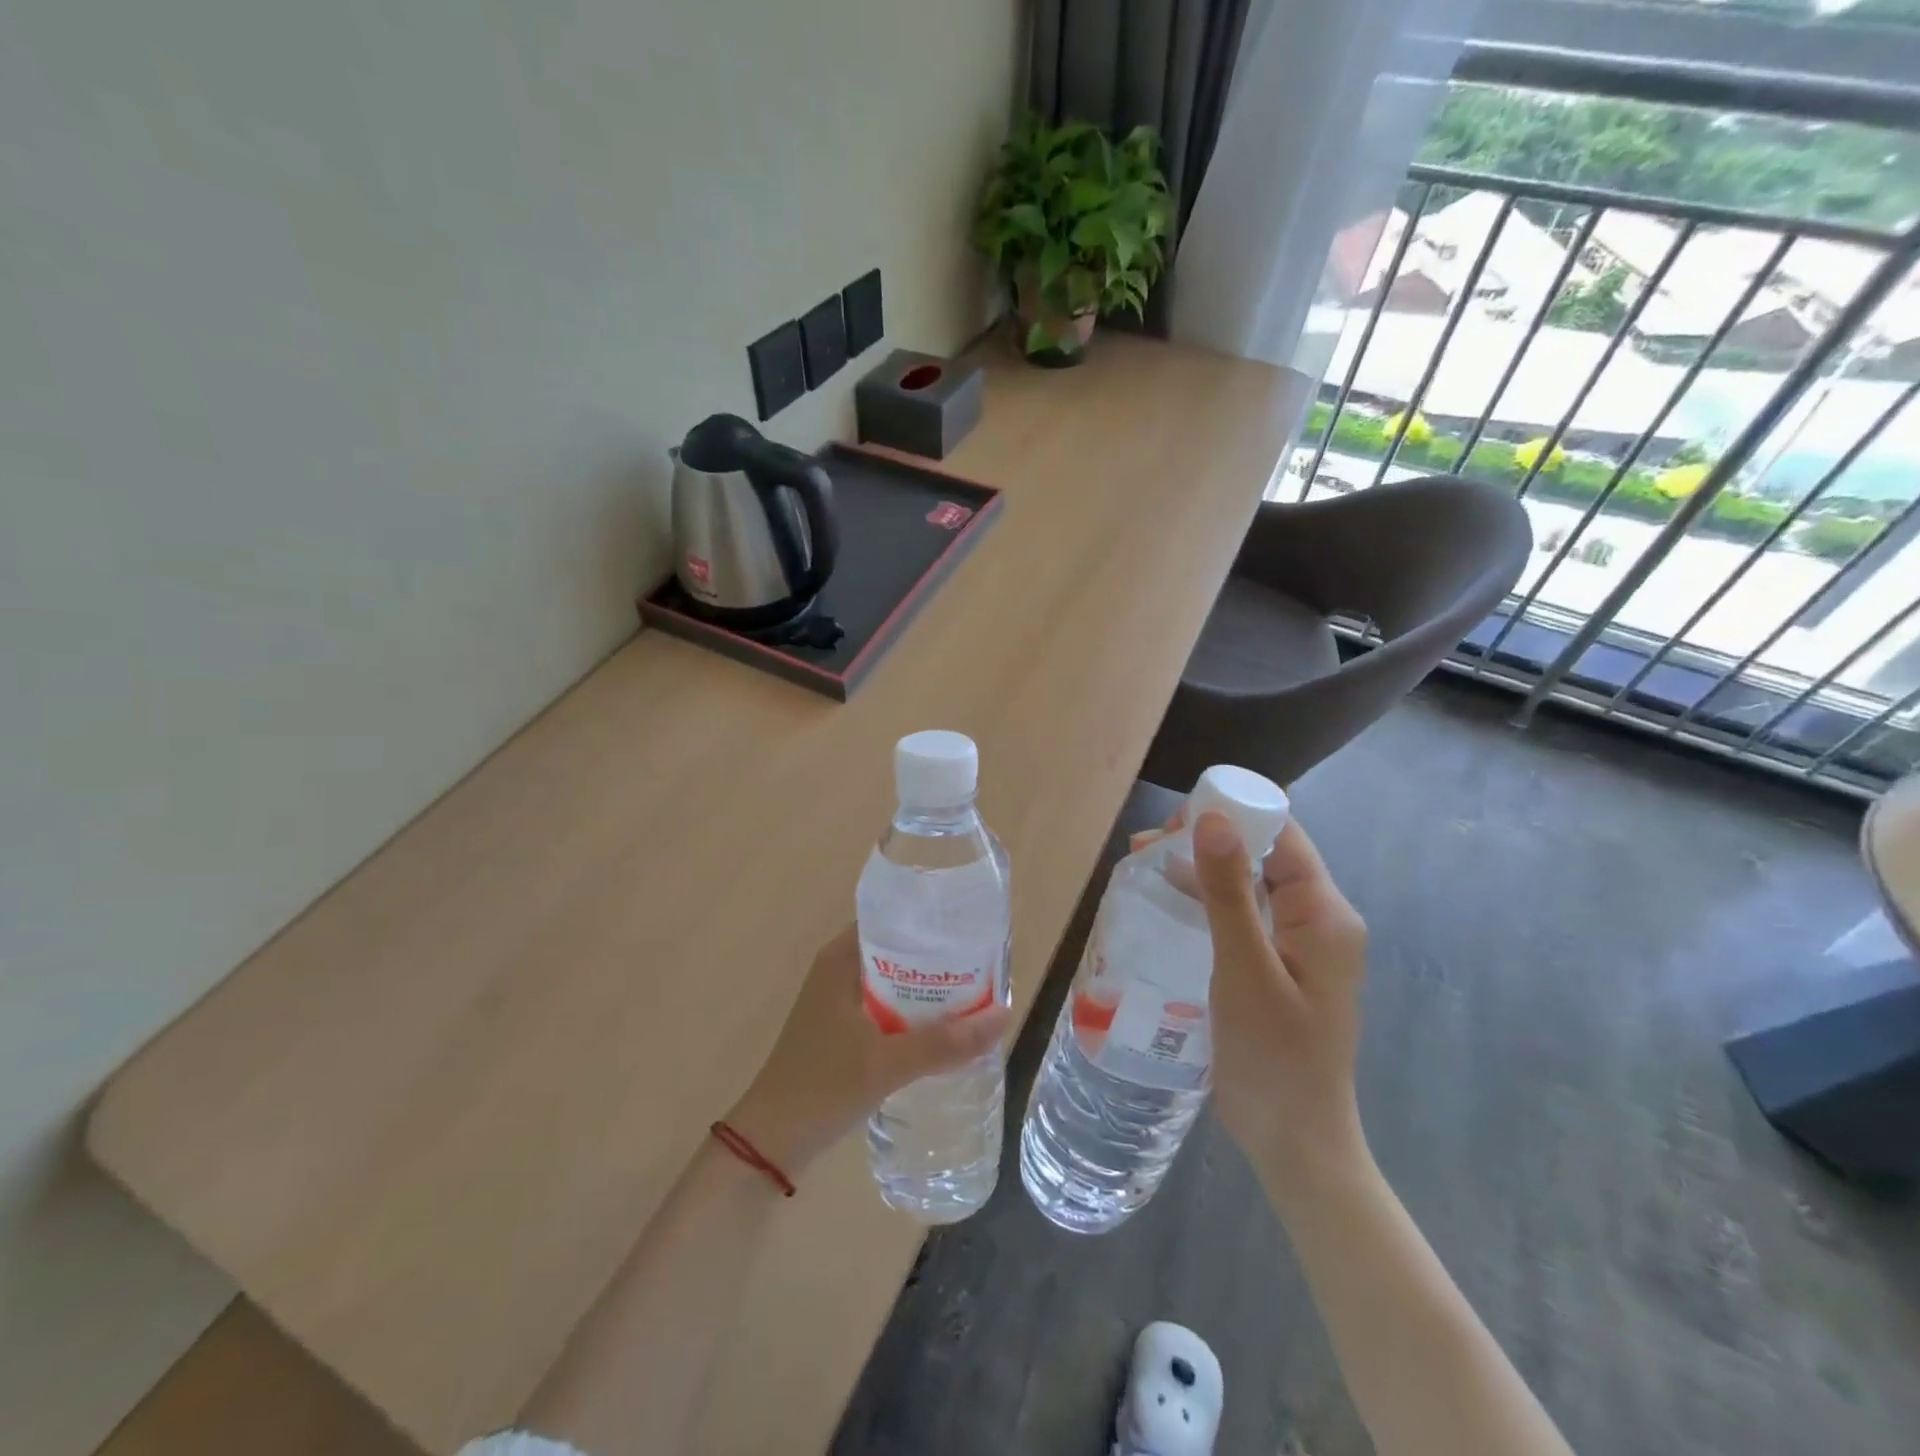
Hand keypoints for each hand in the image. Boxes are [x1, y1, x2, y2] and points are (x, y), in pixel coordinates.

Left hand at [726, 926, 1010, 1176]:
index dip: (931, 921)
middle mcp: (840, 969)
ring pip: (896, 982)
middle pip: (899, 950)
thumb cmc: (821, 1087)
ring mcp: (840, 1001)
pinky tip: (946, 1029)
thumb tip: (1004, 1016)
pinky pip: (888, 1008)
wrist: (771, 1143)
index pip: (893, 918)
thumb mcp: (887, 1063)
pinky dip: (915, 1014)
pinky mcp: (843, 1029)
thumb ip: (944, 1043)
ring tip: (977, 993)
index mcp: (841, 958)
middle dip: (939, 959)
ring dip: (929, 990)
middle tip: (985, 964)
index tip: (971, 928)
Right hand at [1188, 810, 1371, 1200]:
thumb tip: (1211, 817)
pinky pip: (1241, 916)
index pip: (1282, 836)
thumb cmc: (1274, 1056)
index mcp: (1324, 914)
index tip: (1175, 816)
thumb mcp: (1245, 969)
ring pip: (1248, 884)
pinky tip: (1167, 902)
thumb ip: (1228, 892)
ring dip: (1201, 869)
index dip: (1233, 814)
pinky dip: (1206, 902)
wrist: (1295, 1142)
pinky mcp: (1274, 968)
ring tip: (1144, 863)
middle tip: (1149, 843)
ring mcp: (1296, 946)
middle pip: (1263, 855)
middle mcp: (1316, 920)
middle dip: (1208, 839)